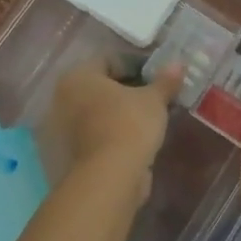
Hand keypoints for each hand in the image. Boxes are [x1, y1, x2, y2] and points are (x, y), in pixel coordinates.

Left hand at [38, 58, 182, 203]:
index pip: (109, 61)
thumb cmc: (128, 125)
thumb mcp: (153, 100)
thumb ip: (164, 81)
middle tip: (153, 98)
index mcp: (78, 77)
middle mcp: (62, 99)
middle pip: (101, 88)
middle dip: (127, 91)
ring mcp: (61, 129)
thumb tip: (178, 64)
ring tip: (147, 120)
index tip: (157, 78)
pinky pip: (94, 135)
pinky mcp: (67, 156)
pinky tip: (134, 140)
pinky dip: (112, 134)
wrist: (109, 179)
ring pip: (97, 113)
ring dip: (119, 114)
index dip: (136, 66)